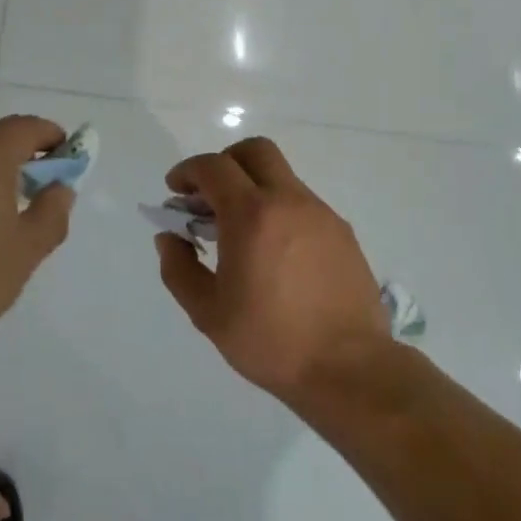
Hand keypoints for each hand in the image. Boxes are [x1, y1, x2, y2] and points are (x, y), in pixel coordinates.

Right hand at [154, 136, 393, 402]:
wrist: (349, 369)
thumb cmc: (270, 341)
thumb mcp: (208, 312)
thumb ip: (179, 267)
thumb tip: (170, 237)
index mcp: (251, 215)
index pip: (214, 167)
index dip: (188, 171)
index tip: (175, 191)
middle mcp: (289, 201)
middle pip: (254, 151)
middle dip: (225, 162)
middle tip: (209, 196)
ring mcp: (321, 214)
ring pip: (281, 176)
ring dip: (254, 188)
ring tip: (241, 232)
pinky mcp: (343, 232)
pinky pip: (303, 204)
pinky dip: (280, 210)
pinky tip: (275, 252)